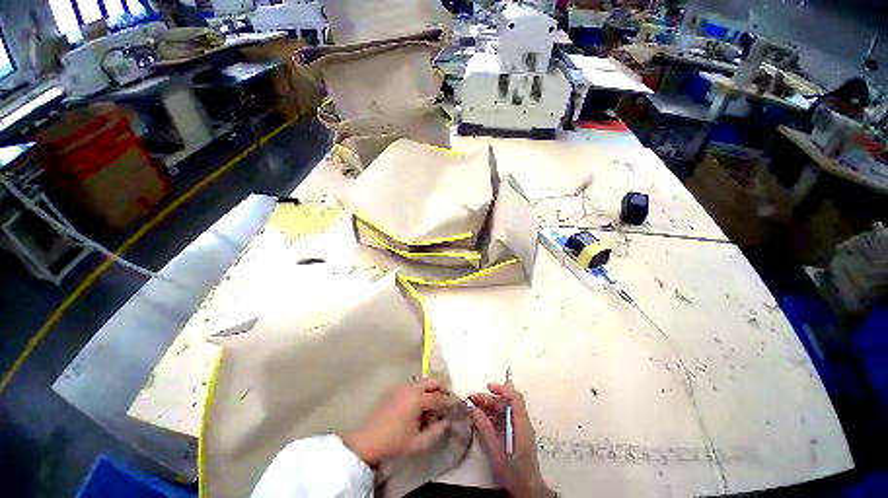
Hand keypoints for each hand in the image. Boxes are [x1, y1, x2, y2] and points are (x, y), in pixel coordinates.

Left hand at [343, 377, 452, 466]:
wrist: (367, 440)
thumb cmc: (394, 442)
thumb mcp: (418, 443)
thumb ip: (436, 432)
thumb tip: (447, 422)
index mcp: (417, 398)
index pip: (439, 397)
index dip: (450, 401)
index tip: (458, 403)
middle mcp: (411, 387)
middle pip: (432, 380)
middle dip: (443, 387)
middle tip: (449, 397)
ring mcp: (401, 386)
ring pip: (423, 381)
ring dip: (432, 388)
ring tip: (435, 402)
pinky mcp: (395, 389)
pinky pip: (413, 385)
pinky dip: (421, 390)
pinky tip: (421, 403)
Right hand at [470, 383, 552, 497]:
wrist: (527, 489)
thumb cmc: (513, 470)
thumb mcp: (496, 449)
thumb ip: (485, 428)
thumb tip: (474, 410)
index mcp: (521, 424)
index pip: (515, 398)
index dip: (502, 389)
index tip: (487, 387)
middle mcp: (522, 422)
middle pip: (506, 403)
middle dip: (489, 399)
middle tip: (472, 398)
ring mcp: (519, 428)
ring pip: (503, 410)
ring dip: (489, 407)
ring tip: (473, 407)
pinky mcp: (515, 434)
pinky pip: (503, 419)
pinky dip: (492, 416)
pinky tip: (480, 419)